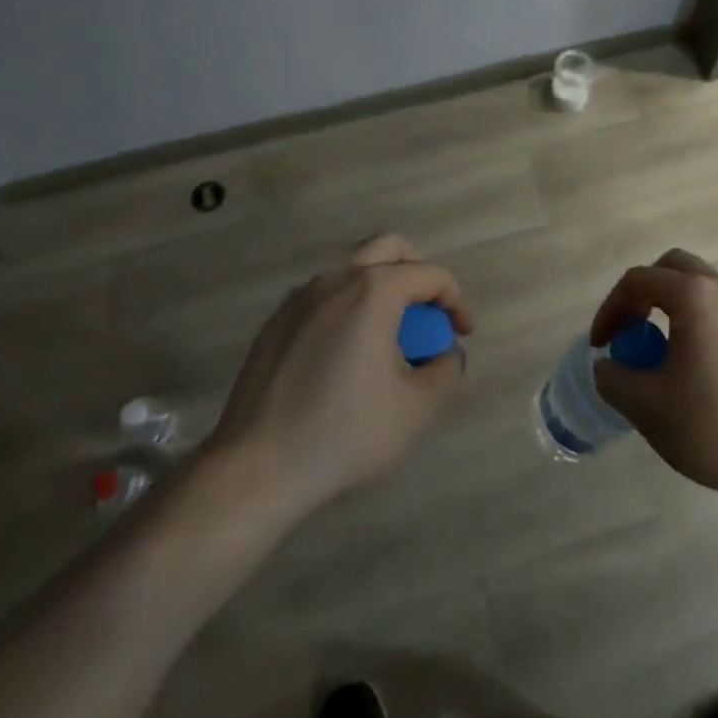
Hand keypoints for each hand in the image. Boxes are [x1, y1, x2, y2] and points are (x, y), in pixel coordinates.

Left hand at [206, 234, 471, 515]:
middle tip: (427, 314)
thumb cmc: (343, 435)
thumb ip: (445, 372)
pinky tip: (345, 354)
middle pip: (390, 248)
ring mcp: (301, 296)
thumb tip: (447, 354)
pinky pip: (324, 295)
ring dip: (380, 287)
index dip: (455, 300)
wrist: (255, 468)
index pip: (430, 274)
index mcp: (374, 290)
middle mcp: (337, 278)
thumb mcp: (415, 410)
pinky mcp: (276, 321)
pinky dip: (347, 306)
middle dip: (418, 273)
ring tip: (388, 336)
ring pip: (353, 268)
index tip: (462, 334)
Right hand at [590, 250, 717, 509]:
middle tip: (630, 331)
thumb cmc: (715, 428)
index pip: (637, 281)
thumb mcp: (647, 408)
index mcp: (694, 296)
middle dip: (642, 293)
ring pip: (700, 286)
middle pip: (672, 268)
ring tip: (660, 352)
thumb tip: (608, 365)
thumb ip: (613, 378)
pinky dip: (698, 320)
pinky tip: (696, 366)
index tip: (601, 346)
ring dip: (671, 306)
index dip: (610, 309)